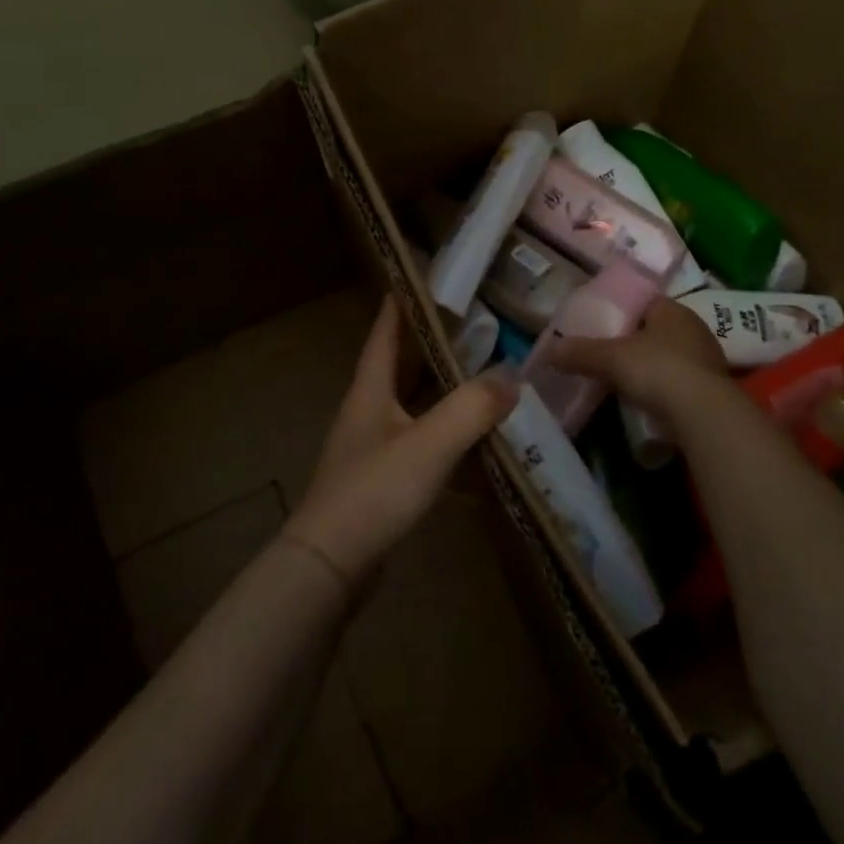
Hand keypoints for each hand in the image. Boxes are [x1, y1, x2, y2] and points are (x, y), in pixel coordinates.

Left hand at [284, 296, 517, 585]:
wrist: (330, 567)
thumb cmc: (374, 491)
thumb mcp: (429, 444)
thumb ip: (472, 408)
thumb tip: (513, 377)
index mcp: (371, 390)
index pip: (386, 331)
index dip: (403, 301)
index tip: (428, 276)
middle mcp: (370, 411)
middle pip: (403, 366)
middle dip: (435, 344)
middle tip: (476, 324)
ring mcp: (375, 447)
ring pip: (415, 406)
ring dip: (445, 391)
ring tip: (485, 375)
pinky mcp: (384, 480)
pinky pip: (422, 445)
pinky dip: (448, 438)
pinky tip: (478, 444)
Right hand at [548, 298, 728, 426]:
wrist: (703, 413)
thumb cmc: (657, 369)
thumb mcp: (610, 358)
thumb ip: (580, 352)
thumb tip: (547, 350)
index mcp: (672, 309)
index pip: (644, 302)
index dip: (622, 312)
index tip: (601, 326)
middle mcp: (694, 327)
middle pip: (657, 330)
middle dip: (635, 341)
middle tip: (608, 355)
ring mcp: (707, 358)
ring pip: (671, 356)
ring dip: (652, 366)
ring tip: (625, 380)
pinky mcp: (713, 388)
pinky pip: (681, 382)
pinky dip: (665, 388)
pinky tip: (648, 400)